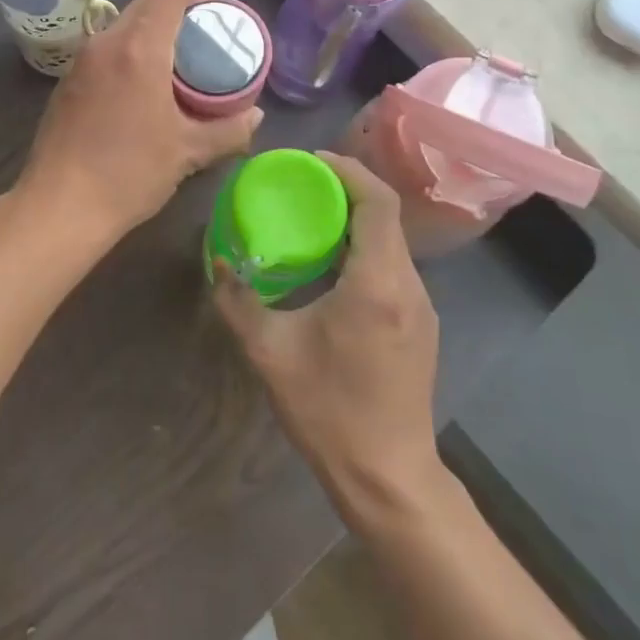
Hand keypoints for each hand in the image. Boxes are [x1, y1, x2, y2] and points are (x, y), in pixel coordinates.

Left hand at [17, 0, 262, 246]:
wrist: (59, 207)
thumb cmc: (128, 174)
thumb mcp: (188, 152)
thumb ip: (229, 129)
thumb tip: (255, 115)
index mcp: (138, 48)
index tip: (220, 10)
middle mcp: (105, 43)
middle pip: (146, 4)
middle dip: (179, 11)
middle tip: (205, 39)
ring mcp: (81, 61)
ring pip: (123, 26)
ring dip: (153, 32)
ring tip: (178, 63)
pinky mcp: (67, 83)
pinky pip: (106, 50)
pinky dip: (130, 53)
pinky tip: (142, 88)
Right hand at [213, 152, 441, 518]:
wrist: (389, 477)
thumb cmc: (330, 410)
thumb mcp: (270, 353)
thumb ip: (238, 301)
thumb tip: (217, 262)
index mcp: (378, 281)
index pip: (378, 201)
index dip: (348, 170)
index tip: (311, 162)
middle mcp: (409, 285)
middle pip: (386, 216)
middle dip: (346, 190)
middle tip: (303, 187)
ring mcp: (422, 307)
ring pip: (392, 242)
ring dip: (356, 221)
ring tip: (313, 221)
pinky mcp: (422, 326)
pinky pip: (394, 267)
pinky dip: (366, 249)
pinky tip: (334, 269)